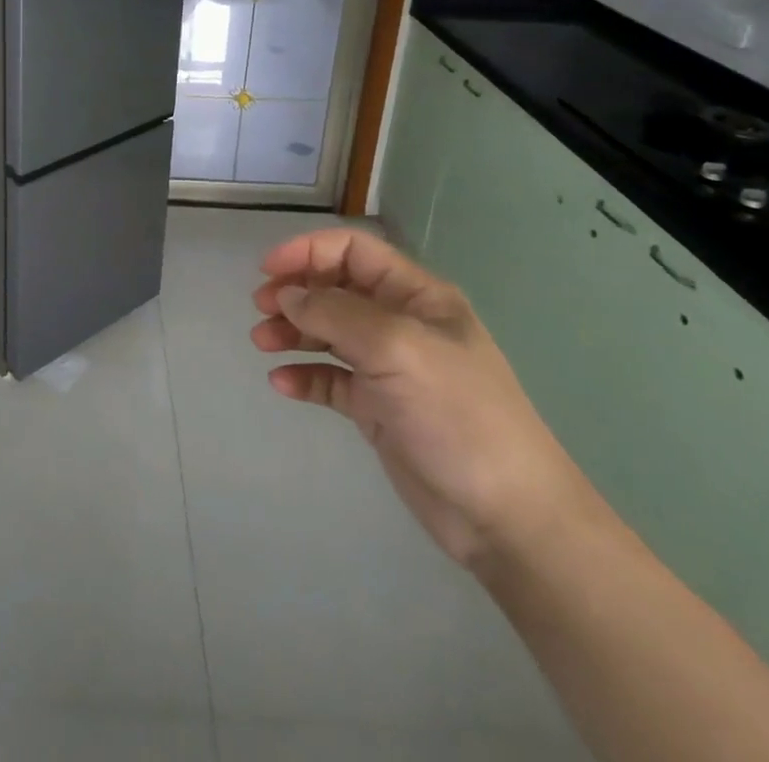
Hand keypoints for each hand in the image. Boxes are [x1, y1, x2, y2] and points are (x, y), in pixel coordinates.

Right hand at [251, 228, 596, 569]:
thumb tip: (287, 295)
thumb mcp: (396, 348)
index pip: (354, 251)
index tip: (267, 269)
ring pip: (328, 333)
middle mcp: (401, 324)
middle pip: (336, 289)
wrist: (508, 518)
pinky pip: (331, 379)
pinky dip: (304, 375)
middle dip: (295, 292)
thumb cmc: (457, 415)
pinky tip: (283, 384)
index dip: (308, 250)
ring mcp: (389, 368)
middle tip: (260, 309)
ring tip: (261, 344)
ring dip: (292, 332)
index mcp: (416, 296)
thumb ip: (335, 313)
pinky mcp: (379, 409)